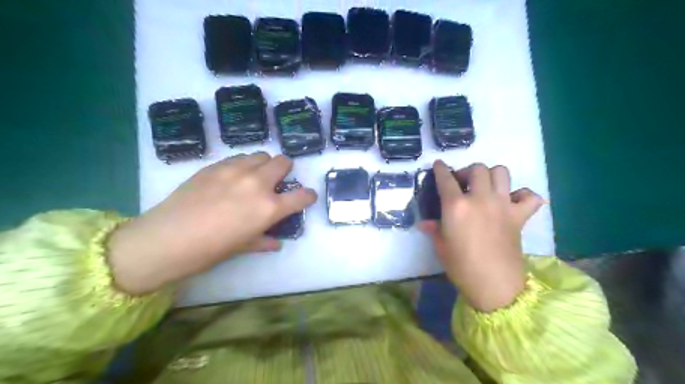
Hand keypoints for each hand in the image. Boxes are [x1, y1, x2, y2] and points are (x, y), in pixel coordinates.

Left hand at [106, 152, 317, 293]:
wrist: (167, 238)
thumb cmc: (211, 250)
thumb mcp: (243, 247)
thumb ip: (264, 240)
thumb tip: (276, 242)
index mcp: (269, 208)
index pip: (302, 196)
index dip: (308, 196)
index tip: (306, 197)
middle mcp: (257, 184)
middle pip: (283, 162)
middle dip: (285, 170)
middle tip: (277, 180)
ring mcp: (236, 170)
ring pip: (261, 155)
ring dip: (264, 164)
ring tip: (254, 176)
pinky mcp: (216, 165)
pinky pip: (238, 157)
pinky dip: (243, 164)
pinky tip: (232, 177)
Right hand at [420, 160, 542, 313]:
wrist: (494, 285)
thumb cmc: (461, 266)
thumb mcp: (441, 246)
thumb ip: (433, 229)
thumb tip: (424, 223)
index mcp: (456, 205)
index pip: (446, 179)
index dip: (440, 169)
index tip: (439, 165)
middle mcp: (480, 198)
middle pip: (477, 168)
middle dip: (467, 171)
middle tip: (463, 183)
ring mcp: (503, 205)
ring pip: (501, 172)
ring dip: (492, 175)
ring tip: (486, 187)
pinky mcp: (519, 216)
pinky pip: (529, 196)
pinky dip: (523, 195)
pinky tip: (513, 202)